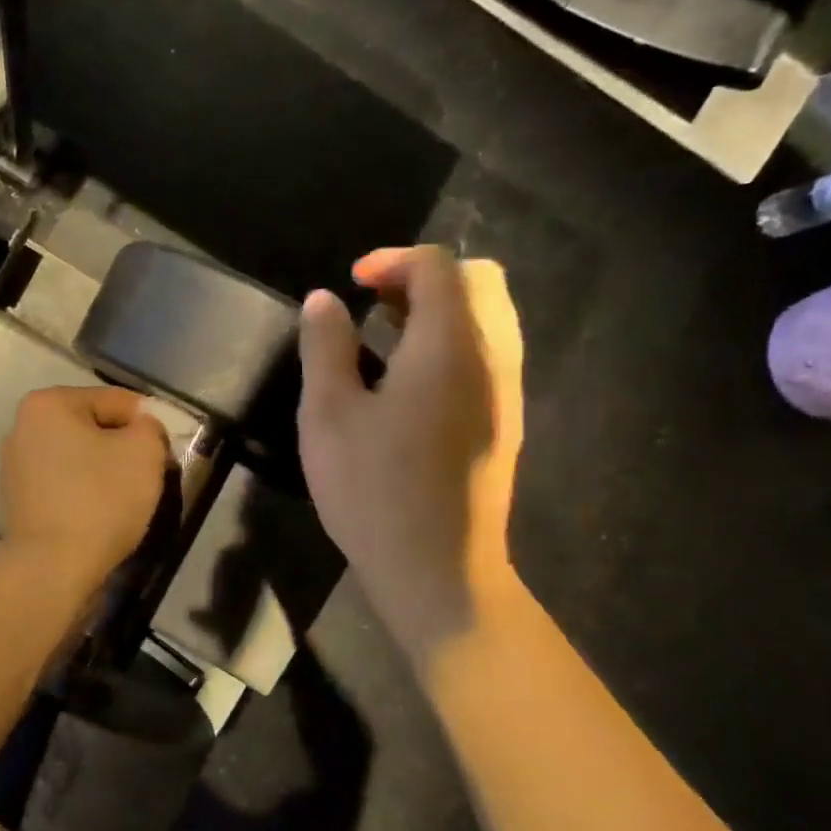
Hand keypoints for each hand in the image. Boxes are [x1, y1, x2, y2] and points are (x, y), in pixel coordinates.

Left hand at [1, 386, 171, 589]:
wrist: (52, 568)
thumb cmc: (100, 500)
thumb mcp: (144, 452)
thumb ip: (150, 427)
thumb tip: (142, 429)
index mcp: (48, 403)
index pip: (116, 401)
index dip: (148, 424)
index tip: (164, 453)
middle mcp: (23, 427)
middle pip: (93, 427)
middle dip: (124, 447)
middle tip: (149, 476)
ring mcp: (15, 465)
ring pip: (79, 457)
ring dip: (105, 471)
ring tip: (126, 498)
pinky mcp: (17, 500)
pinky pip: (64, 484)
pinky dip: (85, 492)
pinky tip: (100, 514)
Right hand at [297, 247, 524, 662]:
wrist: (439, 570)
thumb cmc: (374, 489)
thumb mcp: (329, 415)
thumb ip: (325, 347)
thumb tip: (325, 300)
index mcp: (450, 346)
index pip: (439, 267)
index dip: (391, 261)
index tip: (350, 285)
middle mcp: (492, 358)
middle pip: (479, 283)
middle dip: (423, 279)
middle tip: (373, 305)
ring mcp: (505, 394)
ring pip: (488, 320)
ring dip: (439, 312)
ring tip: (384, 340)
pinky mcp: (504, 425)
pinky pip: (487, 357)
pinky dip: (451, 344)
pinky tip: (407, 385)